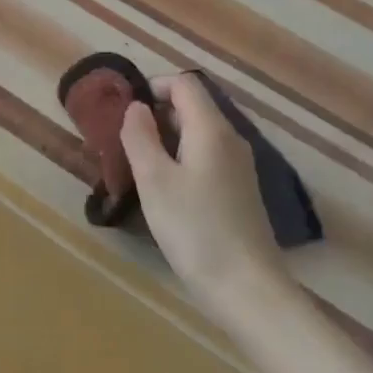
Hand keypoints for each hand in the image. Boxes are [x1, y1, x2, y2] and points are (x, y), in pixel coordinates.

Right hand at [121, 73, 292, 324]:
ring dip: (167, 140)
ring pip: (198, 134)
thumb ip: (140, 137)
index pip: (185, 84)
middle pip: (193, 107)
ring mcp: (239, 167)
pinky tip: (166, 191)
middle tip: (126, 142)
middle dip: (156, 115)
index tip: (126, 111)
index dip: (154, 87)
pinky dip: (182, 160)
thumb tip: (137, 107)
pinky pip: (207, 157)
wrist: (246, 288)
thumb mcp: (154, 180)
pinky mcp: (240, 191)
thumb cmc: (194, 228)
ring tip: (140, 167)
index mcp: (211, 129)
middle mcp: (231, 140)